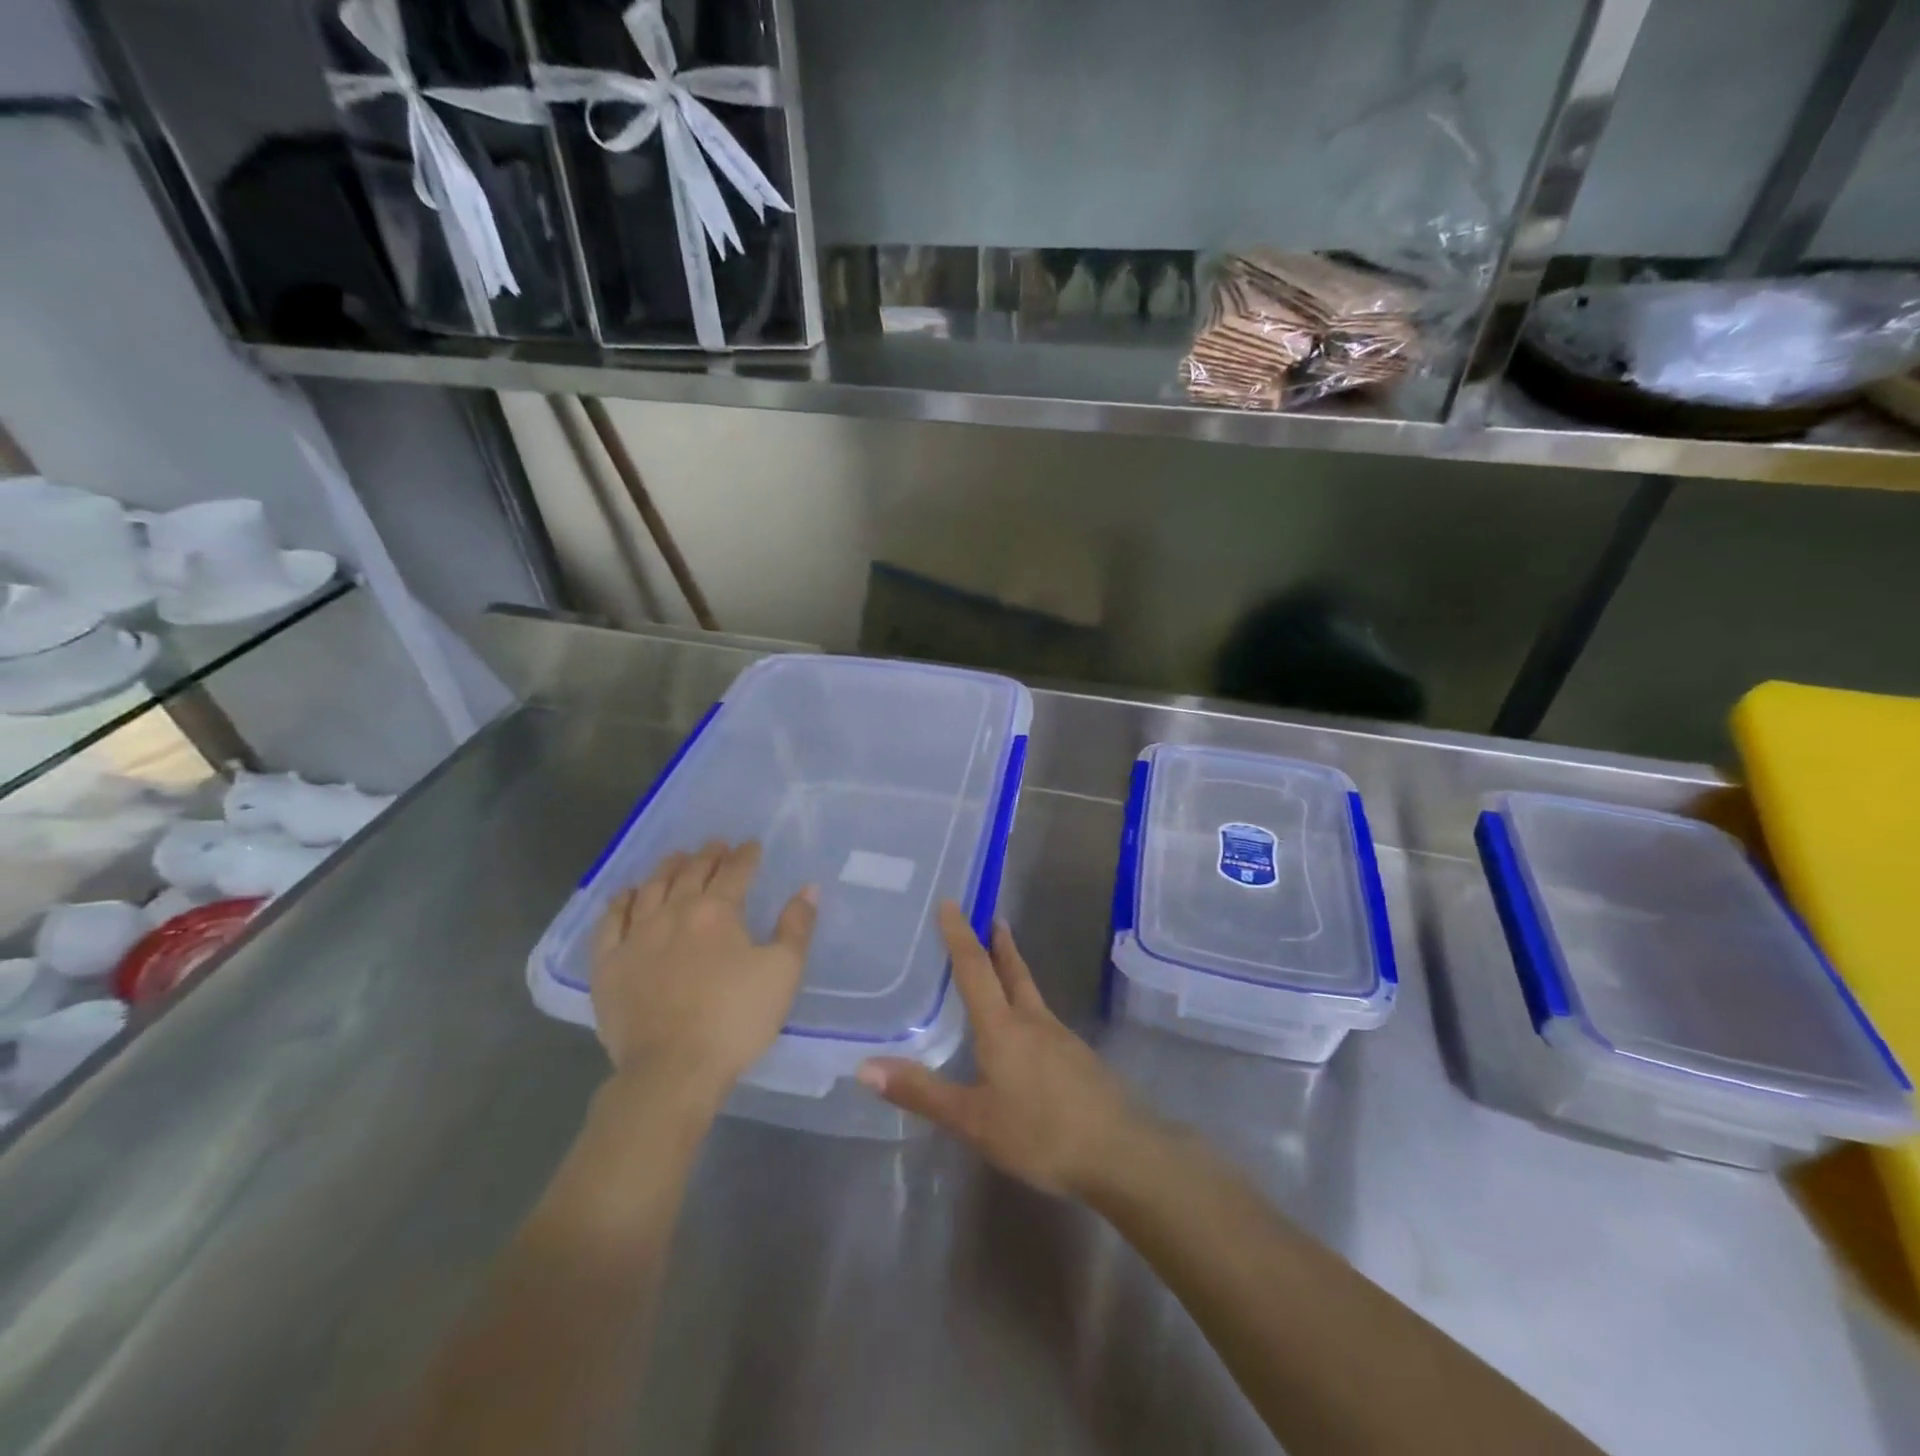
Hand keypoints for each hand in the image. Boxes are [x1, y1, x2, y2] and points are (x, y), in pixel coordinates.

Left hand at [591, 840, 816, 1097]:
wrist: (672, 1069)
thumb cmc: (735, 1019)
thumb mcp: (783, 972)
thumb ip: (796, 927)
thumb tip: (808, 888)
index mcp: (717, 911)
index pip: (734, 871)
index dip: (745, 855)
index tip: (752, 845)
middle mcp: (673, 912)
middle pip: (691, 872)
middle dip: (707, 855)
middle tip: (716, 844)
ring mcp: (636, 937)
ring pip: (650, 889)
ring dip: (666, 869)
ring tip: (677, 858)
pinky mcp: (608, 965)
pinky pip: (610, 922)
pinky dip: (620, 903)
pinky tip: (626, 895)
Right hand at [858, 902, 1139, 1197]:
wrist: (1120, 1151)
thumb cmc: (1039, 1133)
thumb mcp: (973, 1120)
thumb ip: (921, 1092)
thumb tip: (863, 1067)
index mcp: (1002, 1026)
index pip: (975, 969)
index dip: (960, 935)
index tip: (951, 902)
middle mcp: (1033, 1020)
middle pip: (1013, 971)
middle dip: (998, 943)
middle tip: (991, 917)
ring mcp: (1061, 1037)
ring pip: (1031, 993)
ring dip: (1015, 970)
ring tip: (1003, 963)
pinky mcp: (1078, 1058)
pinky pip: (1044, 1019)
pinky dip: (1028, 1005)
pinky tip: (1027, 1030)